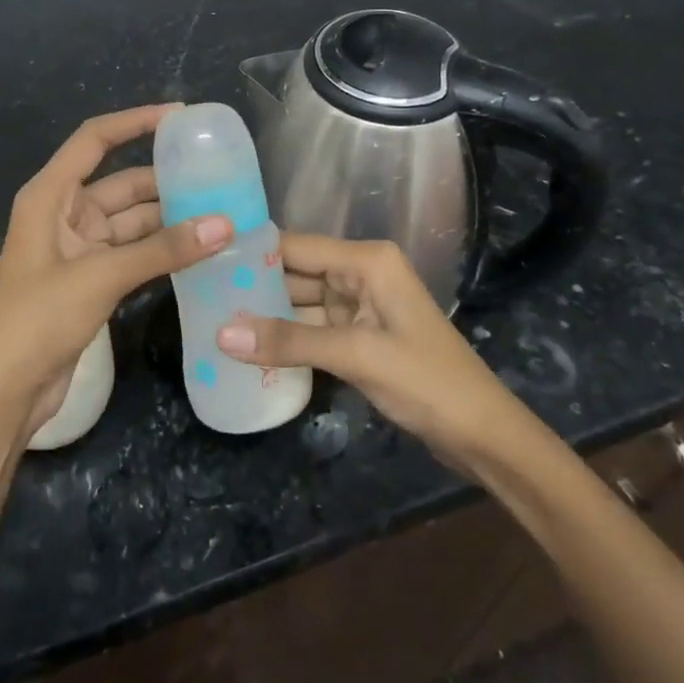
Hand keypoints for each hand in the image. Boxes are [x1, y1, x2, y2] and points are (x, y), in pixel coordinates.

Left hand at [0, 105, 232, 440]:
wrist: (3, 392)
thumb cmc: (38, 320)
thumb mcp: (100, 277)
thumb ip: (162, 250)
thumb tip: (225, 225)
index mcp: (50, 195)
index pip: (95, 140)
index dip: (135, 121)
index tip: (180, 116)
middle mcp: (64, 213)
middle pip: (121, 183)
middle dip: (166, 180)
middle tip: (218, 176)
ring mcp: (78, 248)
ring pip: (132, 221)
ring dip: (170, 220)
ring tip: (221, 213)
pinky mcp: (90, 279)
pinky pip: (133, 252)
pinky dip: (162, 250)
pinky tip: (199, 250)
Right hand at [216, 235, 519, 473]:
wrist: (484, 436)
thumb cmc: (428, 381)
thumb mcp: (356, 356)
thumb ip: (289, 342)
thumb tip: (221, 334)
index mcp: (366, 261)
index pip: (297, 246)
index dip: (253, 252)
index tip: (205, 260)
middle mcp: (361, 274)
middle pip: (296, 274)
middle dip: (254, 287)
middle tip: (199, 297)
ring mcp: (360, 308)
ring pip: (301, 305)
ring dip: (266, 318)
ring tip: (212, 323)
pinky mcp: (360, 338)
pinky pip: (313, 331)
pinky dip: (287, 341)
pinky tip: (249, 350)